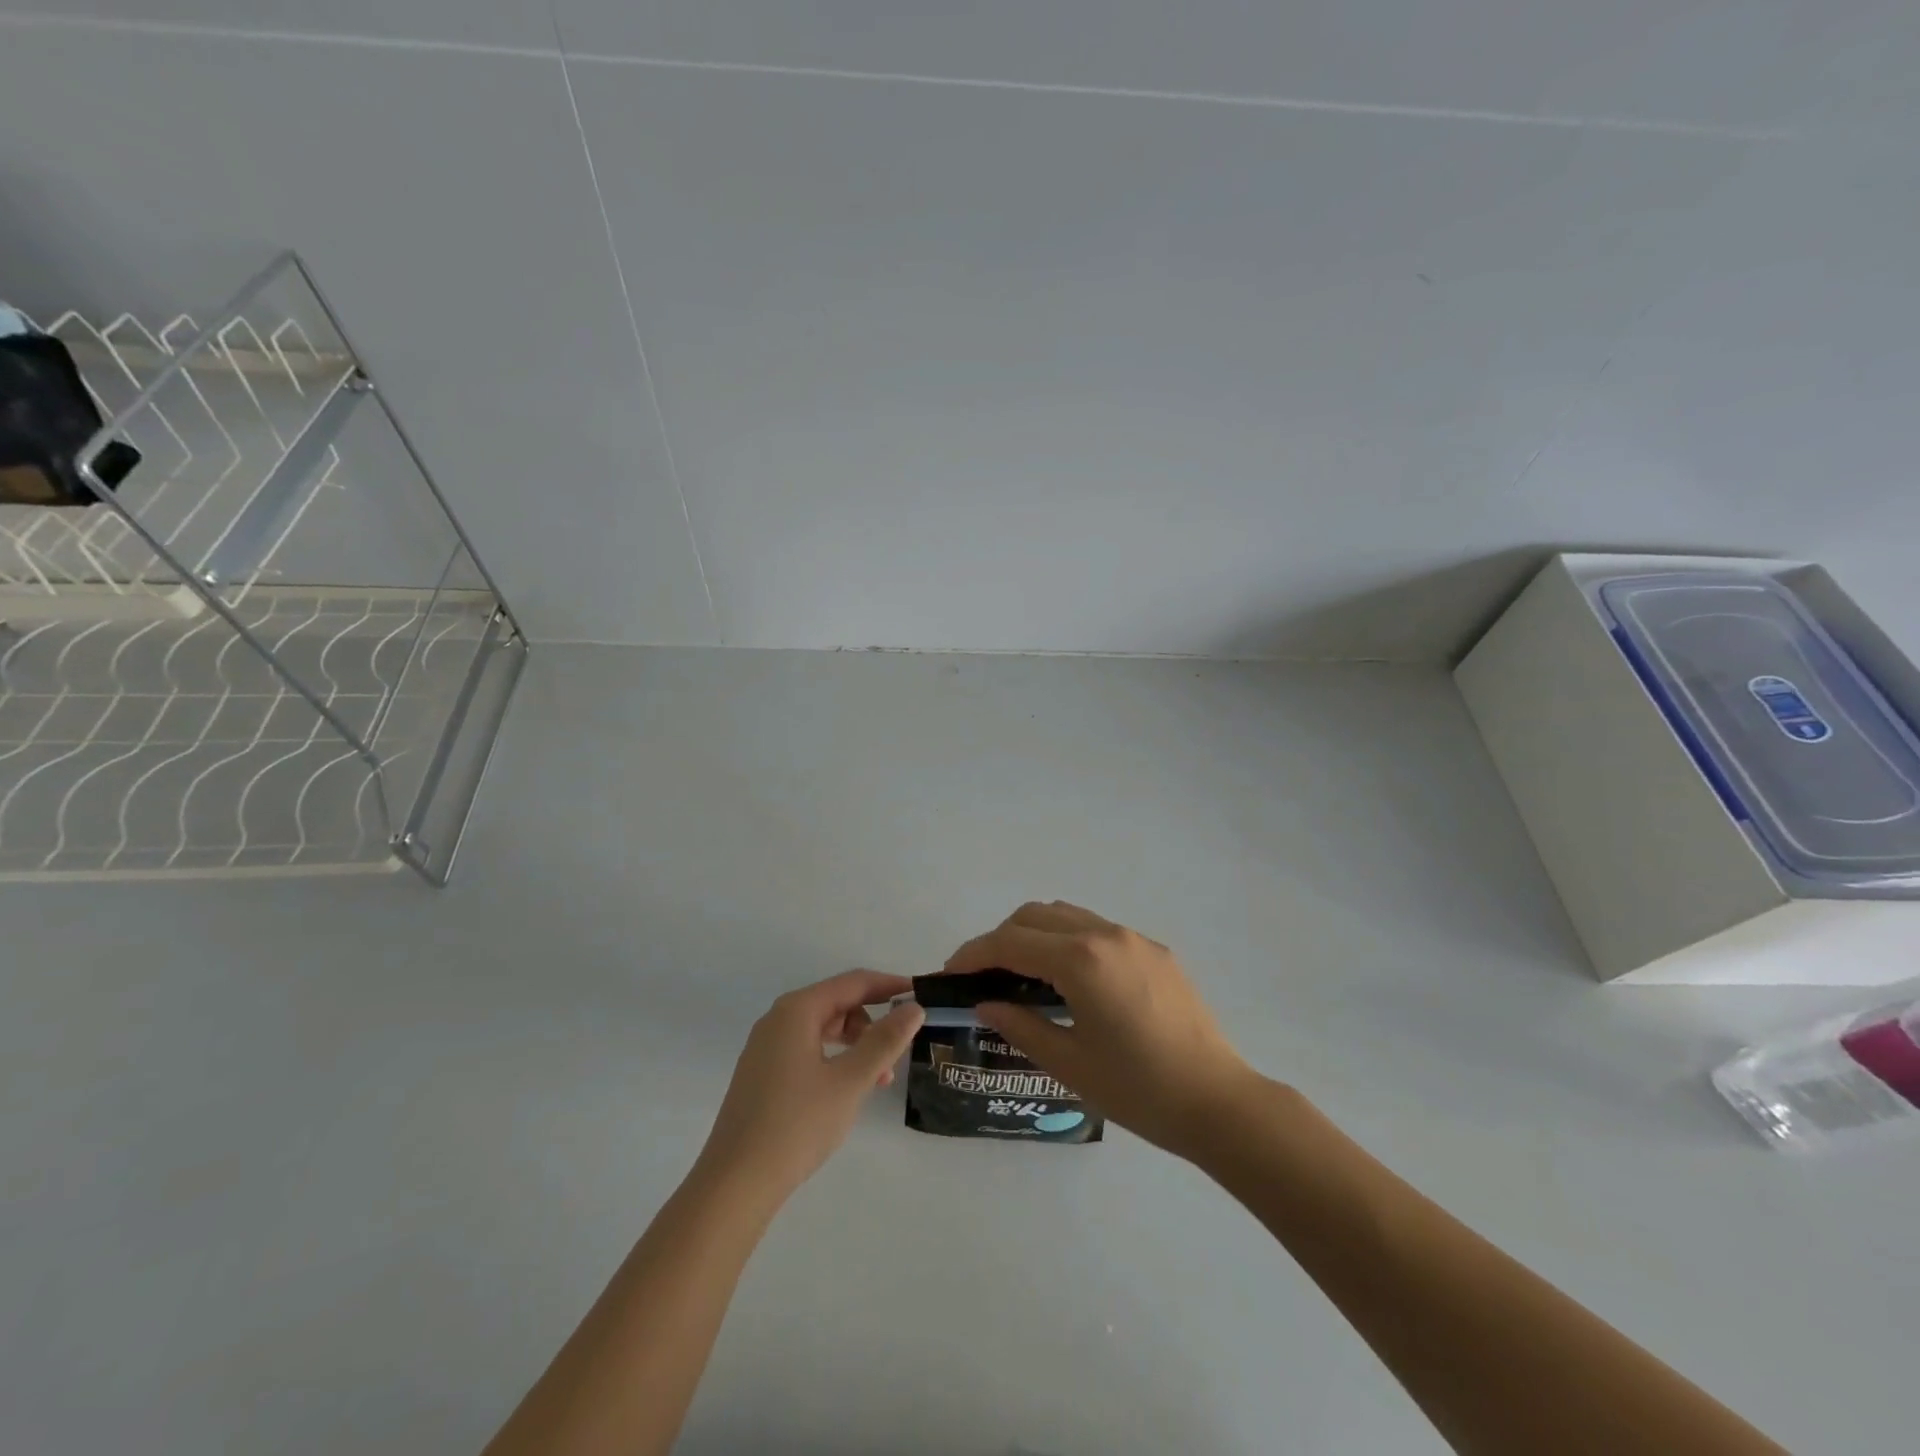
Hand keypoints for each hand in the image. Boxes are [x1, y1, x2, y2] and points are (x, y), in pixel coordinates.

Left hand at [696, 970, 924, 1202]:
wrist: (734, 1184)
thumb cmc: (796, 1124)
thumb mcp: (850, 1081)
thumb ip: (884, 1042)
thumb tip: (914, 1008)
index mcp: (797, 1010)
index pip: (853, 982)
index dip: (889, 985)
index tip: (921, 994)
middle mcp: (778, 1020)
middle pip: (837, 1003)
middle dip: (873, 1022)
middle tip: (899, 1052)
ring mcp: (767, 1048)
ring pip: (824, 1029)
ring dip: (856, 1045)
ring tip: (879, 1080)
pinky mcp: (763, 1074)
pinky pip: (808, 1050)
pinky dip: (835, 1060)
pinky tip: (848, 1090)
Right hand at [945, 901, 1260, 1158]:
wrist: (1219, 1102)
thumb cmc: (1139, 1090)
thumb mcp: (1069, 1064)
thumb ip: (1021, 1026)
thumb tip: (985, 1003)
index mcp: (1081, 961)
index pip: (1010, 942)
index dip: (974, 954)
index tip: (950, 973)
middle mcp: (1106, 935)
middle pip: (1034, 916)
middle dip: (1001, 939)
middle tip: (984, 977)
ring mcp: (1134, 938)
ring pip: (1066, 915)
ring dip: (1035, 934)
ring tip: (1023, 975)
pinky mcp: (1155, 950)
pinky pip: (1097, 929)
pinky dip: (1068, 940)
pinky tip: (1070, 981)